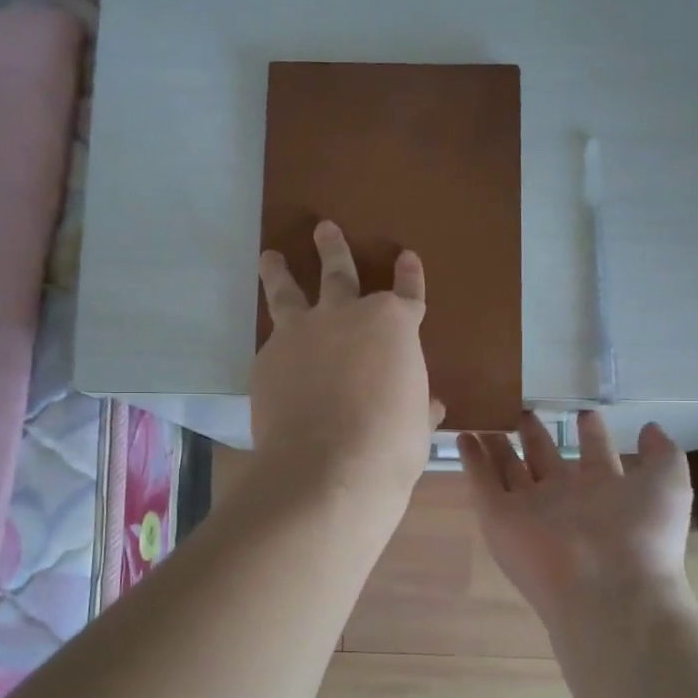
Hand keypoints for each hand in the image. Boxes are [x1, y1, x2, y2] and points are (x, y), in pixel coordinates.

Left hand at [252, 221, 442, 506]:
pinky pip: (272, 344)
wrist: (327, 469)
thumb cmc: (389, 446)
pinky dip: (276, 344)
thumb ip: (418, 406)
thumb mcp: (416, 425)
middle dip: (333, 248)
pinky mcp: (267, 359)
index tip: (407, 258)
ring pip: (287, 291)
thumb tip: (429, 405)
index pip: (406, 293)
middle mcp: (346, 317)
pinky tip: (272, 354)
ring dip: (279, 271)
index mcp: (394, 327)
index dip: (409, 276)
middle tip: (324, 228)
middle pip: (339, 272)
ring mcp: (301, 334)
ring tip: (270, 256)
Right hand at [460, 411, 694, 627]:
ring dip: (497, 445)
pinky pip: (481, 482)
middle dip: (535, 436)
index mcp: (605, 492)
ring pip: (509, 469)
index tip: (583, 411)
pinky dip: (470, 459)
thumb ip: (663, 454)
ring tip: (486, 417)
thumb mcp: (668, 485)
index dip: (591, 434)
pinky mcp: (498, 518)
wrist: (606, 590)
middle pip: (544, 460)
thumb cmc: (640, 535)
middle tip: (521, 410)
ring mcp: (529, 509)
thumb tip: (651, 426)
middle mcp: (565, 499)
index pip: (595, 456)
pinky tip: (463, 435)